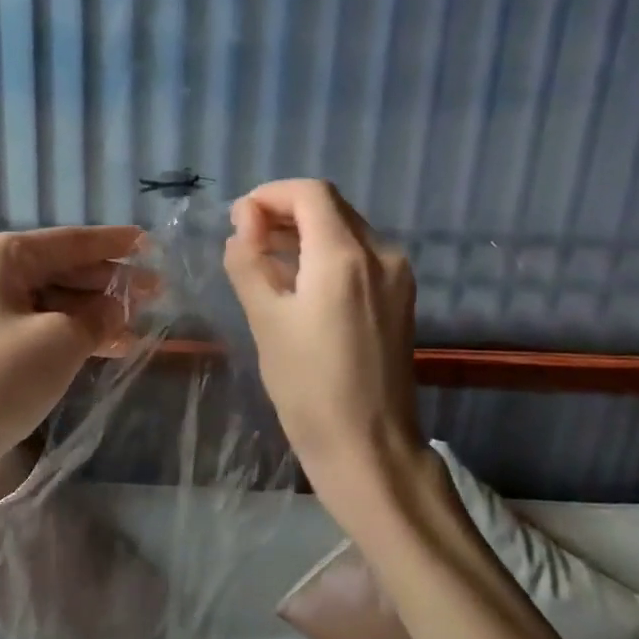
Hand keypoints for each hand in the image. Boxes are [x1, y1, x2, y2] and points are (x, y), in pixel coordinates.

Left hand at [0, 225, 144, 488]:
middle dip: (109, 282)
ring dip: (96, 313)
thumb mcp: (60, 340)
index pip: (70, 241)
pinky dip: (75, 336)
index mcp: (0, 256)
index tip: (152, 243)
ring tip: (143, 323)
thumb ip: (98, 316)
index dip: (114, 244)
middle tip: (158, 291)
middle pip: (62, 270)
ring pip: (54, 303)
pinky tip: (111, 347)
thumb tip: (118, 307)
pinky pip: (41, 330)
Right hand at [222, 180, 425, 527]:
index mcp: (345, 256)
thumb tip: (243, 224)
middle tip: (244, 238)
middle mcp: (381, 254)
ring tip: (264, 258)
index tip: (237, 219)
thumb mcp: (265, 320)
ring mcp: (397, 276)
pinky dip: (326, 254)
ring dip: (304, 232)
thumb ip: (249, 261)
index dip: (269, 195)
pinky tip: (299, 281)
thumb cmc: (307, 385)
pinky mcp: (400, 298)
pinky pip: (359, 256)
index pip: (310, 193)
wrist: (368, 446)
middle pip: (330, 207)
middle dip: (284, 211)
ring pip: (346, 229)